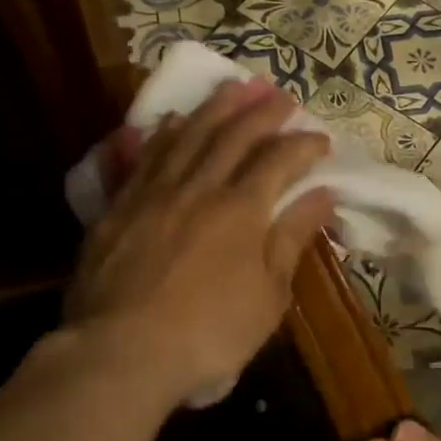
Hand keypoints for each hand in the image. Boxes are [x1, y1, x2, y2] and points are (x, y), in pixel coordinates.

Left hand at [65, 78, 336, 403]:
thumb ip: (292, 238)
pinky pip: (143, 158)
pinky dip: (161, 134)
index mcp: (241, 209)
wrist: (121, 354)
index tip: (321, 139)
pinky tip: (171, 121)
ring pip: (187, 135)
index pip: (279, 160)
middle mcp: (198, 187)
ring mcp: (153, 193)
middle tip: (281, 95)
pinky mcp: (118, 208)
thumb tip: (321, 194)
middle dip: (262, 111)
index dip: (304, 145)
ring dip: (214, 108)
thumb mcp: (269, 295)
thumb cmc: (210, 334)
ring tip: (233, 87)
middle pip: (233, 135)